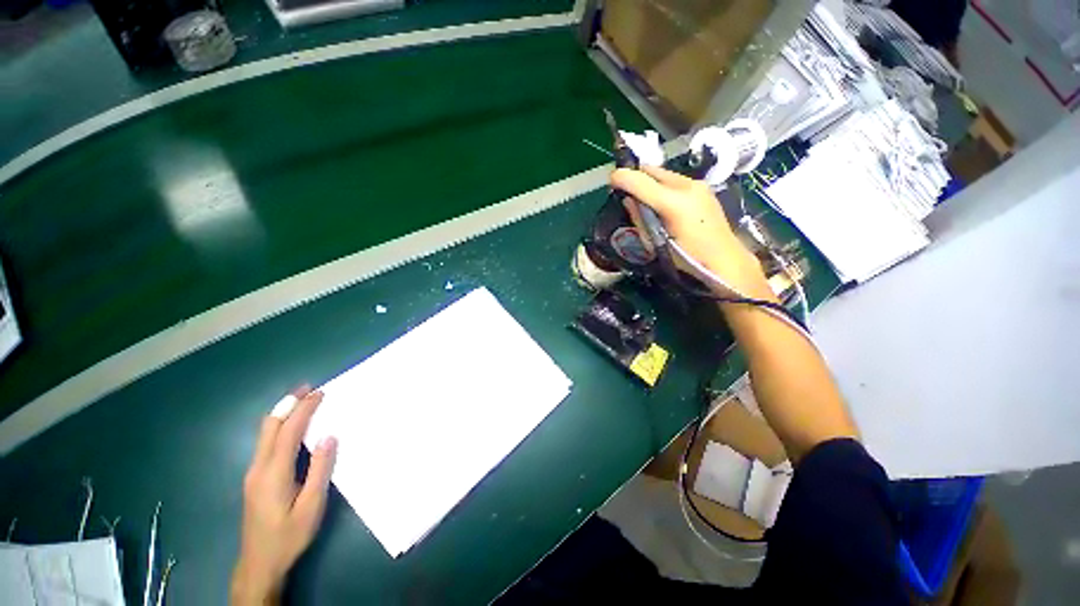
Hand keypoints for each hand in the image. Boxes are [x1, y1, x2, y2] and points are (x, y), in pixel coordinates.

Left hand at [231, 387, 337, 604]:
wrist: (259, 564)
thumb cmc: (289, 536)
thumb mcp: (311, 506)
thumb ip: (319, 470)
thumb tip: (328, 437)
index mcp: (273, 473)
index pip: (288, 431)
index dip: (304, 409)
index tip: (320, 393)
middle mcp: (258, 468)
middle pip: (269, 427)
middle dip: (287, 404)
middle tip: (307, 389)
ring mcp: (253, 473)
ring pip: (264, 434)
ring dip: (283, 414)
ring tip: (302, 402)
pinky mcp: (254, 479)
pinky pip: (265, 444)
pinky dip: (279, 427)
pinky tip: (291, 429)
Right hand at [611, 166, 772, 299]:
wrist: (725, 260)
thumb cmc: (687, 259)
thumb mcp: (656, 242)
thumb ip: (640, 218)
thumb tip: (628, 200)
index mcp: (674, 203)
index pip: (640, 180)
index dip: (622, 177)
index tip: (611, 181)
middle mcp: (687, 186)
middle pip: (652, 170)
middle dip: (635, 177)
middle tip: (625, 191)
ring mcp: (697, 184)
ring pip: (663, 173)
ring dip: (649, 182)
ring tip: (642, 198)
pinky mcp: (703, 188)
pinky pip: (675, 180)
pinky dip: (662, 186)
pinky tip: (661, 202)